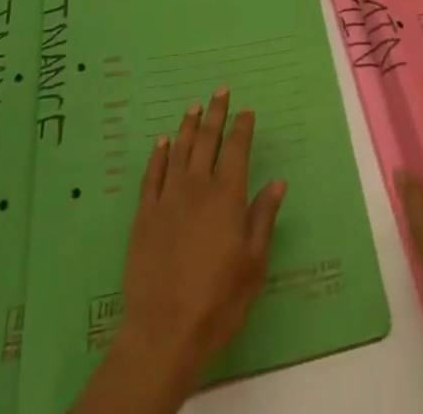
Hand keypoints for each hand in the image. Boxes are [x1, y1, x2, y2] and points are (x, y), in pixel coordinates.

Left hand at [117, 89, 287, 385]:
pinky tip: (162, 142)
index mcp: (227, 196)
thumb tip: (278, 182)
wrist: (164, 331)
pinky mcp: (144, 215)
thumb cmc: (218, 300)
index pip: (237, 149)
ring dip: (188, 126)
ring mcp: (168, 198)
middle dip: (216, 113)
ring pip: (179, 150)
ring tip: (194, 106)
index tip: (247, 110)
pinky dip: (159, 155)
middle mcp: (198, 187)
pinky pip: (152, 174)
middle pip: (207, 140)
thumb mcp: (253, 264)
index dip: (242, 127)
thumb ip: (263, 218)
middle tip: (220, 91)